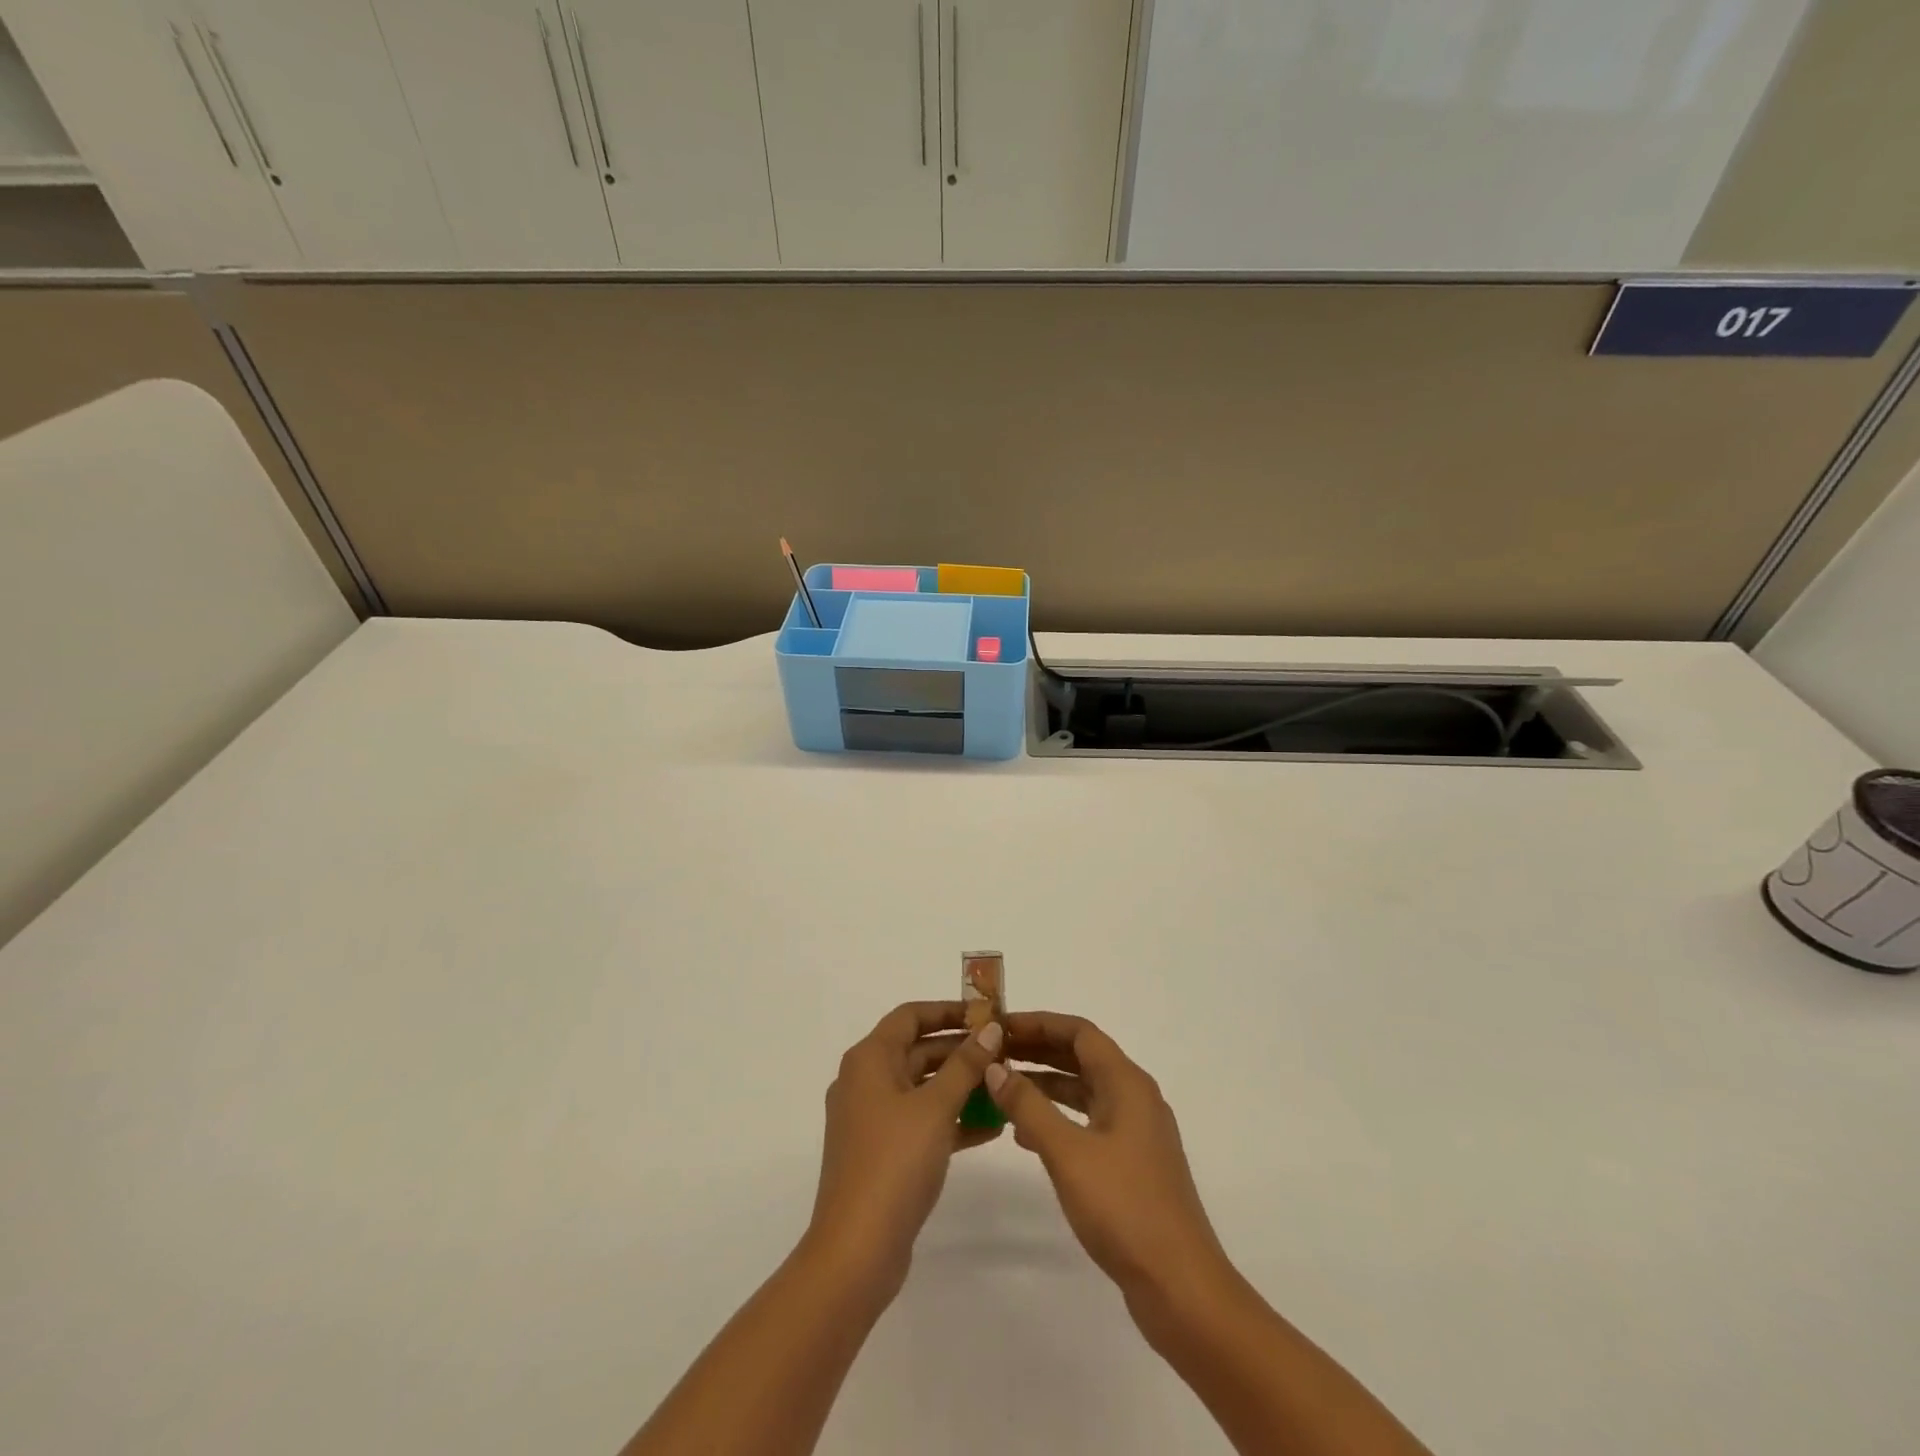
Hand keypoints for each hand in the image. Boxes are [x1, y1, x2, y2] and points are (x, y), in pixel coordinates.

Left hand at [807, 1001, 1003, 1298]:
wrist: (857, 1250)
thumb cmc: (894, 1163)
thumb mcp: (936, 1107)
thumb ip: (965, 1065)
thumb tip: (990, 1028)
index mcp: (869, 1059)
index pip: (910, 1016)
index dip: (948, 1010)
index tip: (986, 1014)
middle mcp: (866, 1081)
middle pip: (917, 1050)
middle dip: (961, 1050)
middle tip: (1005, 1052)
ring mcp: (873, 1119)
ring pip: (923, 1088)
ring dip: (961, 1086)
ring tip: (1006, 1086)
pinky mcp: (883, 1152)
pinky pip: (922, 1121)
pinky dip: (952, 1119)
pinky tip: (993, 1126)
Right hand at [987, 1012, 1229, 1304]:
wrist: (1180, 1286)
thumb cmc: (1124, 1208)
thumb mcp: (1068, 1152)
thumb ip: (1029, 1106)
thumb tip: (994, 1068)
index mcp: (1127, 1083)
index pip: (1080, 1032)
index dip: (1039, 1023)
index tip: (1001, 1027)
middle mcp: (1135, 1097)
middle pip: (1082, 1057)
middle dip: (1039, 1051)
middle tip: (994, 1052)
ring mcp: (1136, 1132)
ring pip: (1084, 1090)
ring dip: (1045, 1084)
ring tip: (1001, 1087)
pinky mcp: (1132, 1163)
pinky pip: (1088, 1122)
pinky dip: (1058, 1118)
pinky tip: (1026, 1135)